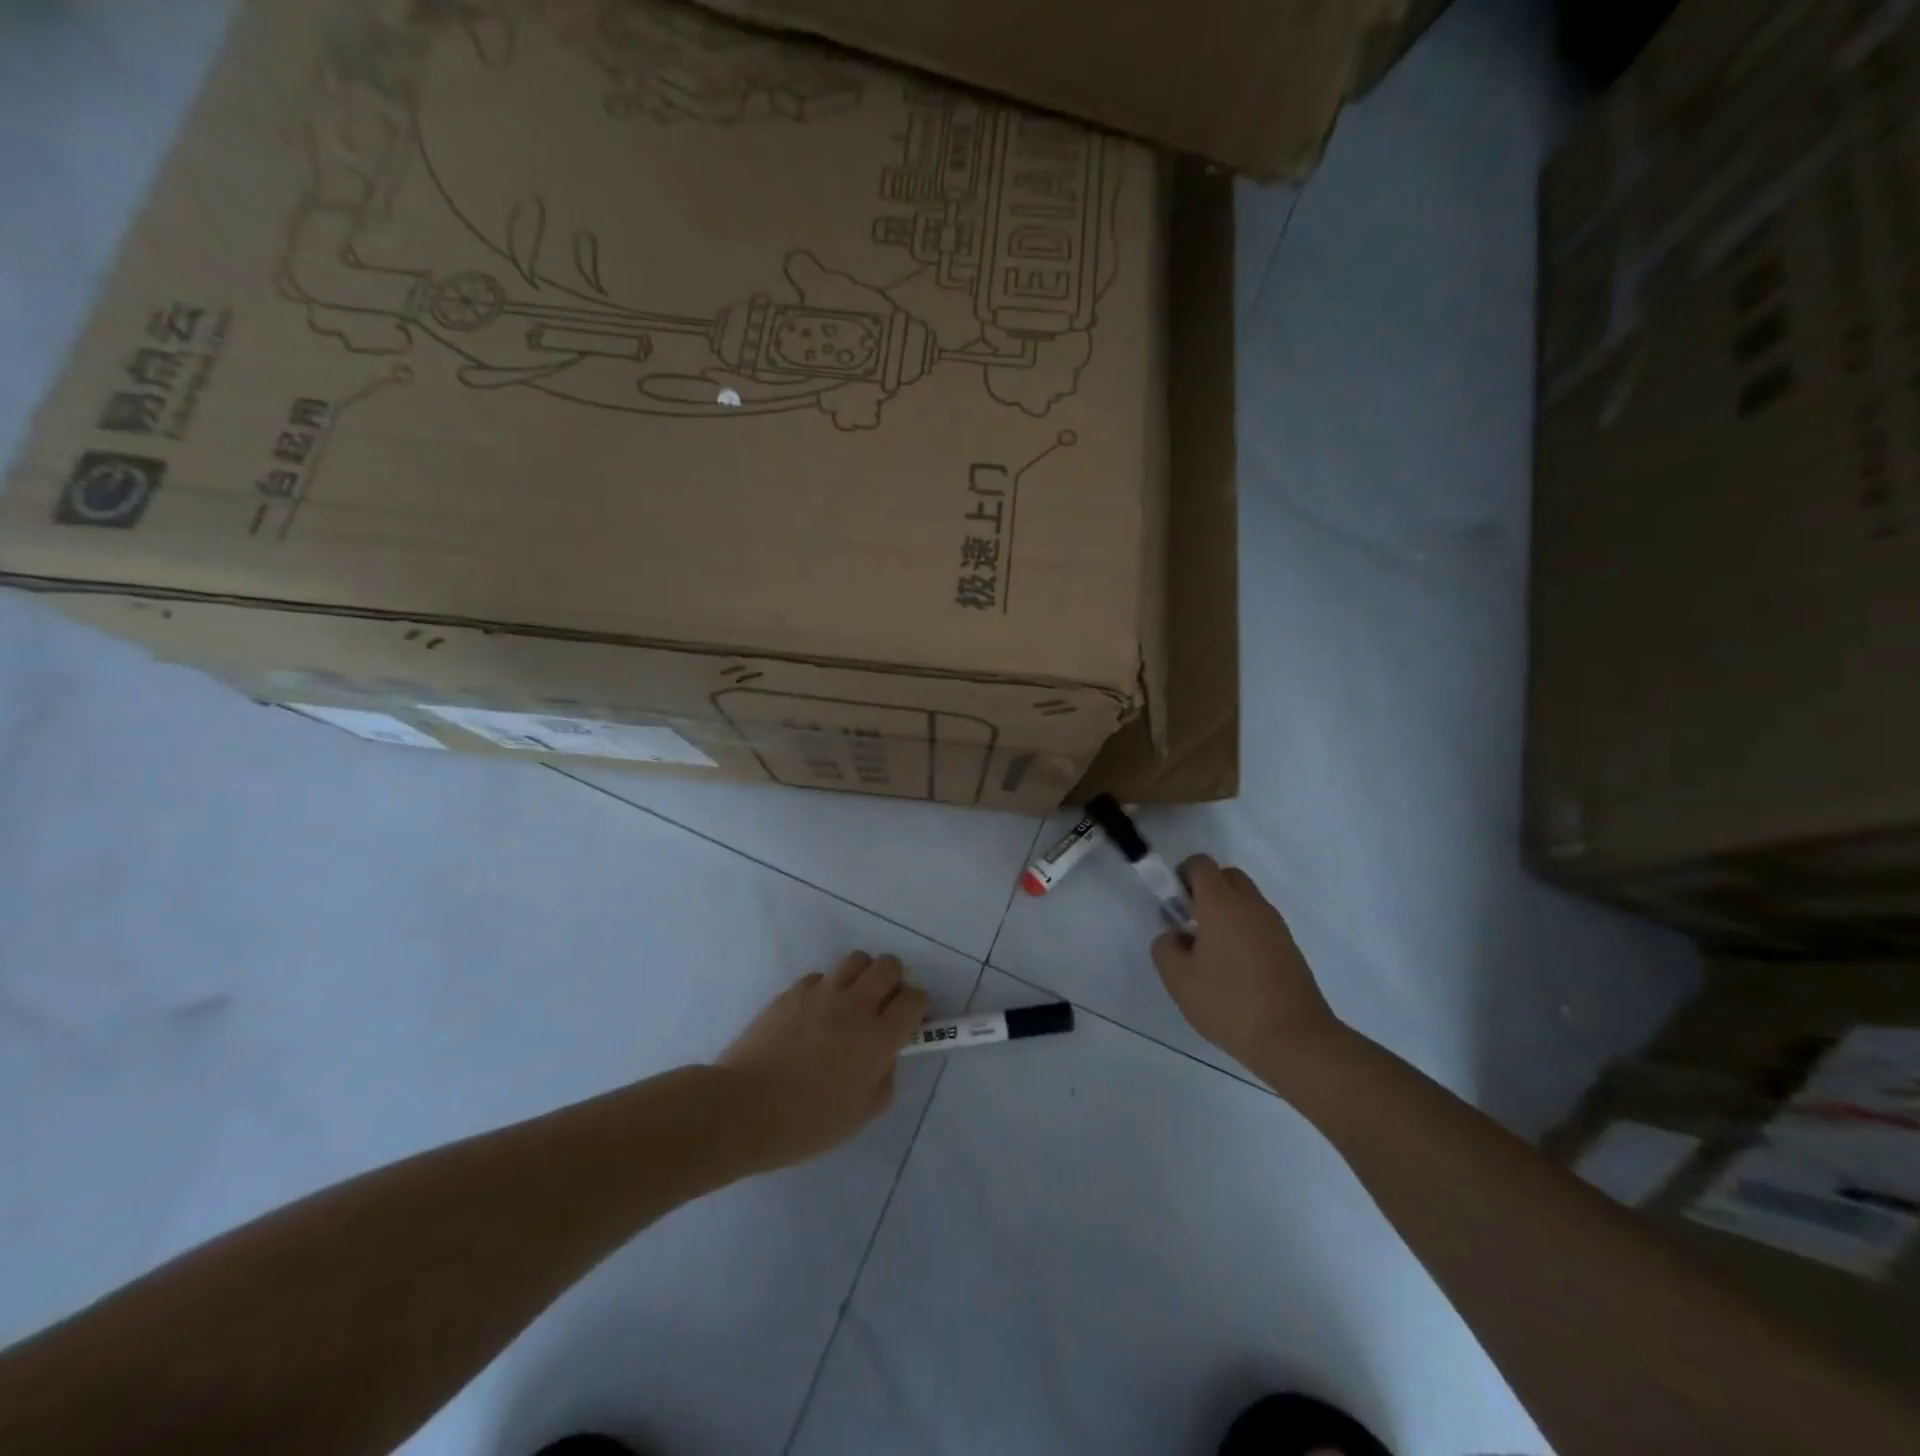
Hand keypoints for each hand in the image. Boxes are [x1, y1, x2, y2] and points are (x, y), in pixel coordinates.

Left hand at [717, 952, 928, 1172]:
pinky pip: (821, 977)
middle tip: (882, 1008)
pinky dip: (826, 989)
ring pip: (857, 960)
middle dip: (894, 982)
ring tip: (850, 1004)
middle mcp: (856, 1005)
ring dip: (862, 977)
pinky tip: (814, 1016)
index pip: (916, 999)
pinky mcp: (793, 991)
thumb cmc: (805, 1123)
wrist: (742, 1108)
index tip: (909, 1024)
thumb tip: (885, 1056)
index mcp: (879, 1037)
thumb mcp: (860, 1115)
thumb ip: (884, 1079)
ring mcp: (822, 992)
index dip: (918, 1008)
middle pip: (890, 966)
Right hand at [1152, 856, 1344, 1081]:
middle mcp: (1250, 905)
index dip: (1182, 876)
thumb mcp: (1178, 979)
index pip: (1200, 864)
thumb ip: (1165, 947)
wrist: (1294, 1038)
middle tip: (1191, 924)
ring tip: (1212, 953)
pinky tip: (1235, 969)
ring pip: (1245, 900)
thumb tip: (1176, 936)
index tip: (1173, 905)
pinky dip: (1244, 932)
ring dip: (1226, 912)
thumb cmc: (1229, 1003)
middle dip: (1205, 891)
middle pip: (1226, 876)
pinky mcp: (1289, 946)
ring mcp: (1275, 925)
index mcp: (1221, 903)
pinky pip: (1259, 923)